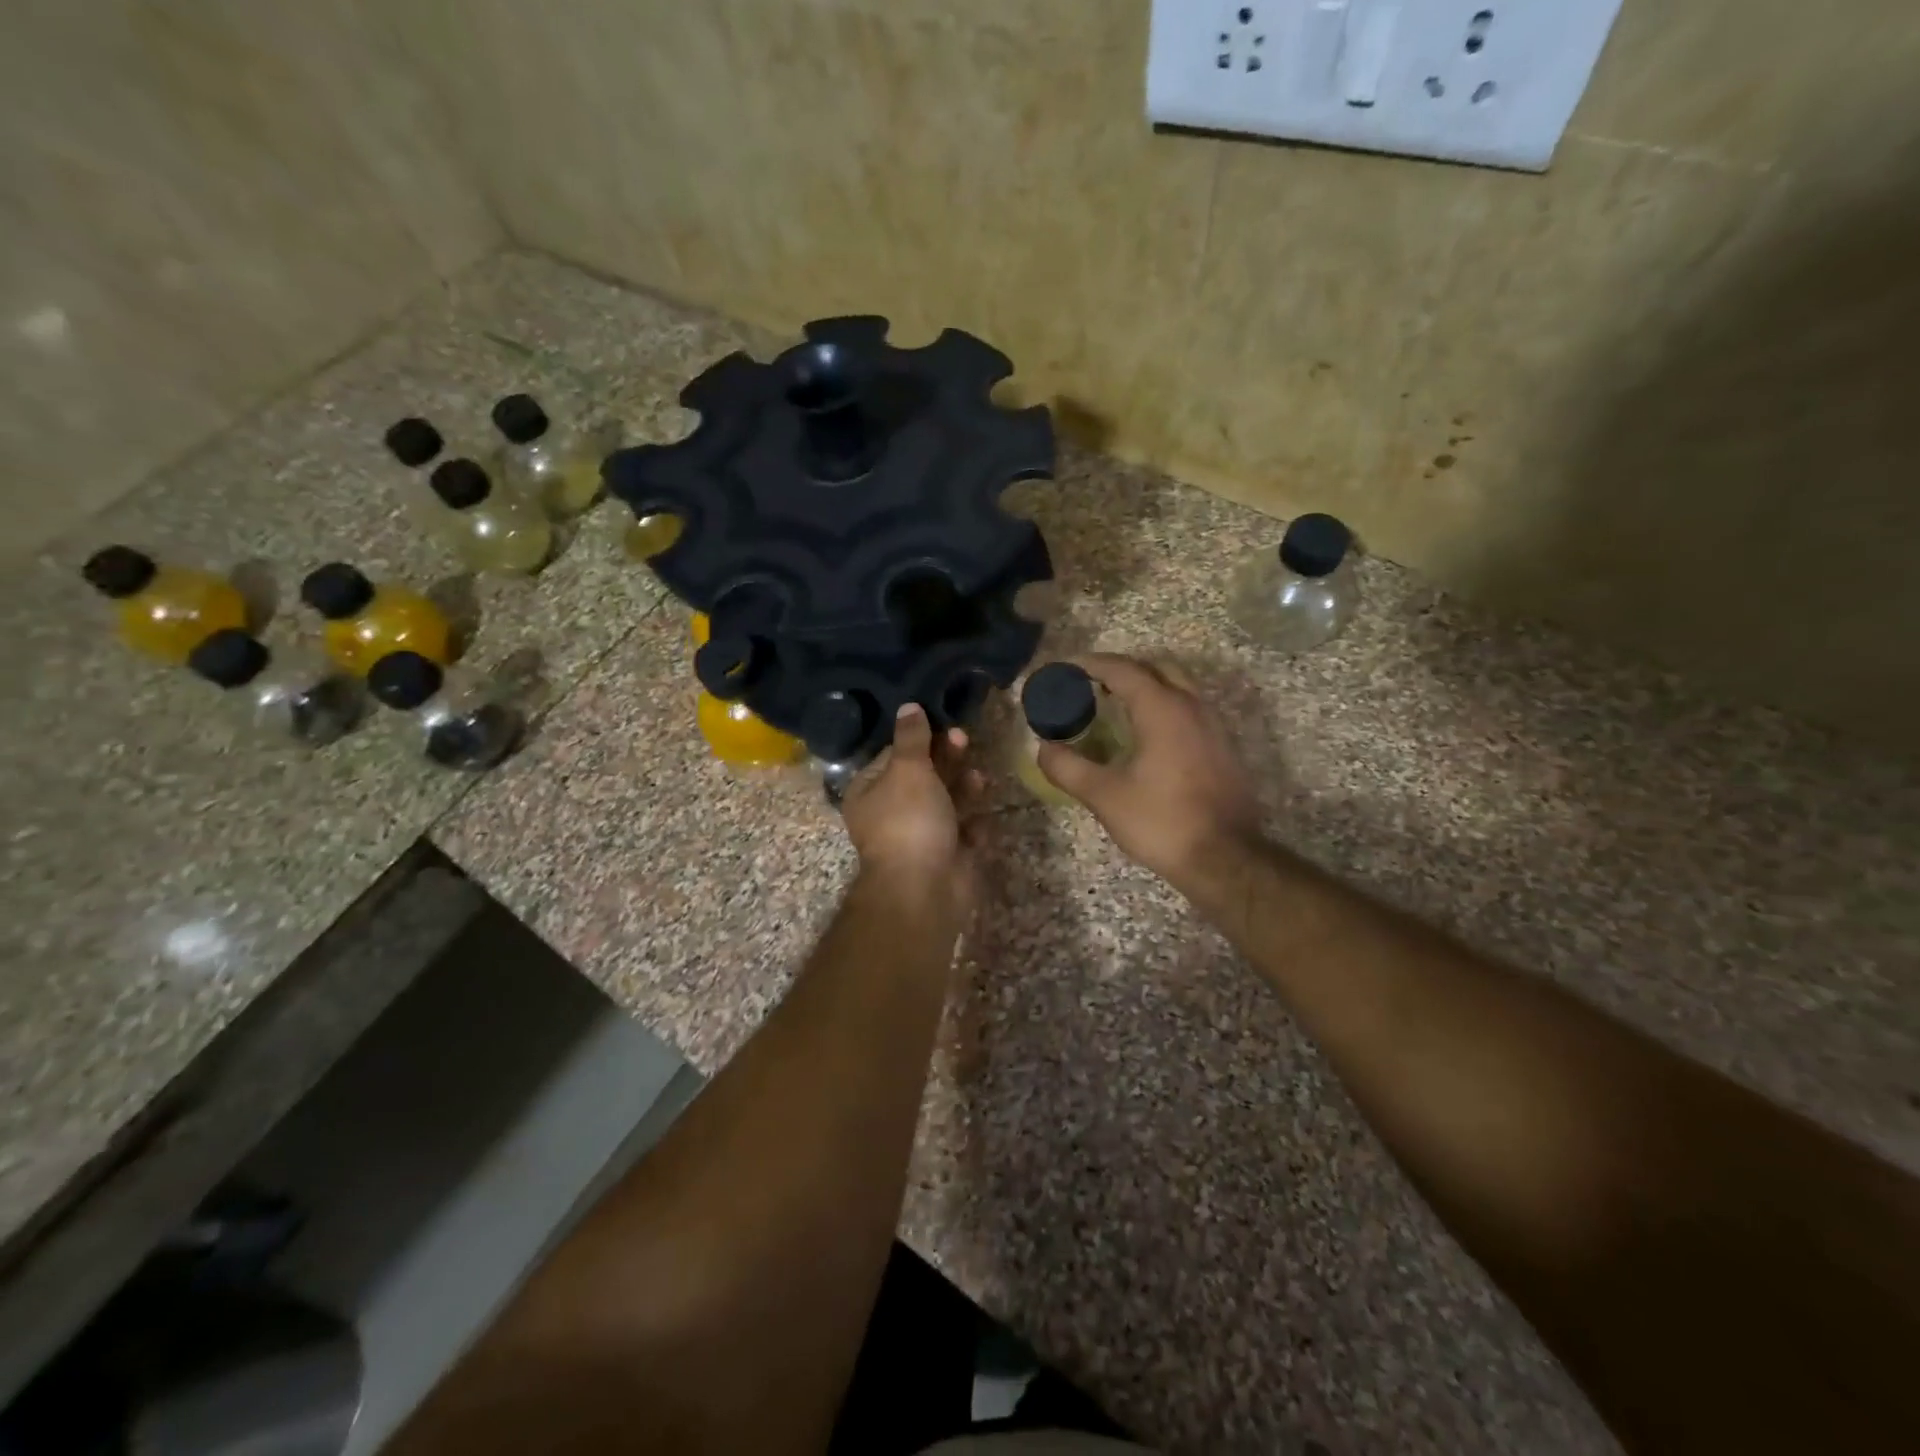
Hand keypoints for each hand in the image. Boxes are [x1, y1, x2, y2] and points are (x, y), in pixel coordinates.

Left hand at [841, 704, 980, 918]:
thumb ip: (912, 738)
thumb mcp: (908, 769)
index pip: (893, 755)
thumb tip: (908, 706)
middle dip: (945, 758)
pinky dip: (972, 821)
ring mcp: (920, 835)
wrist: (925, 889)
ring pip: (946, 801)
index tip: (941, 721)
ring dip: (963, 785)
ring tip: (979, 777)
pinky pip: (963, 830)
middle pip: (922, 776)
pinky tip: (981, 814)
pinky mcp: (947, 854)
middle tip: (964, 739)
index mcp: (869, 792)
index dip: (917, 738)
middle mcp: (891, 813)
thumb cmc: (909, 820)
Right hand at [1037, 654, 1262, 896]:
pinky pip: (1190, 709)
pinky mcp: (1223, 747)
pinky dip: (1164, 707)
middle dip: (1121, 670)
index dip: (1090, 664)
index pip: (1122, 670)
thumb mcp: (1104, 796)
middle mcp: (1192, 706)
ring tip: (1115, 706)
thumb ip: (1068, 767)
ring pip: (1178, 686)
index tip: (1065, 668)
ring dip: (1146, 686)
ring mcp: (1213, 725)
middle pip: (1155, 668)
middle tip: (1091, 684)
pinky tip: (1147, 736)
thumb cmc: (1161, 821)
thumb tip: (1043, 748)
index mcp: (1162, 709)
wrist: (1225, 858)